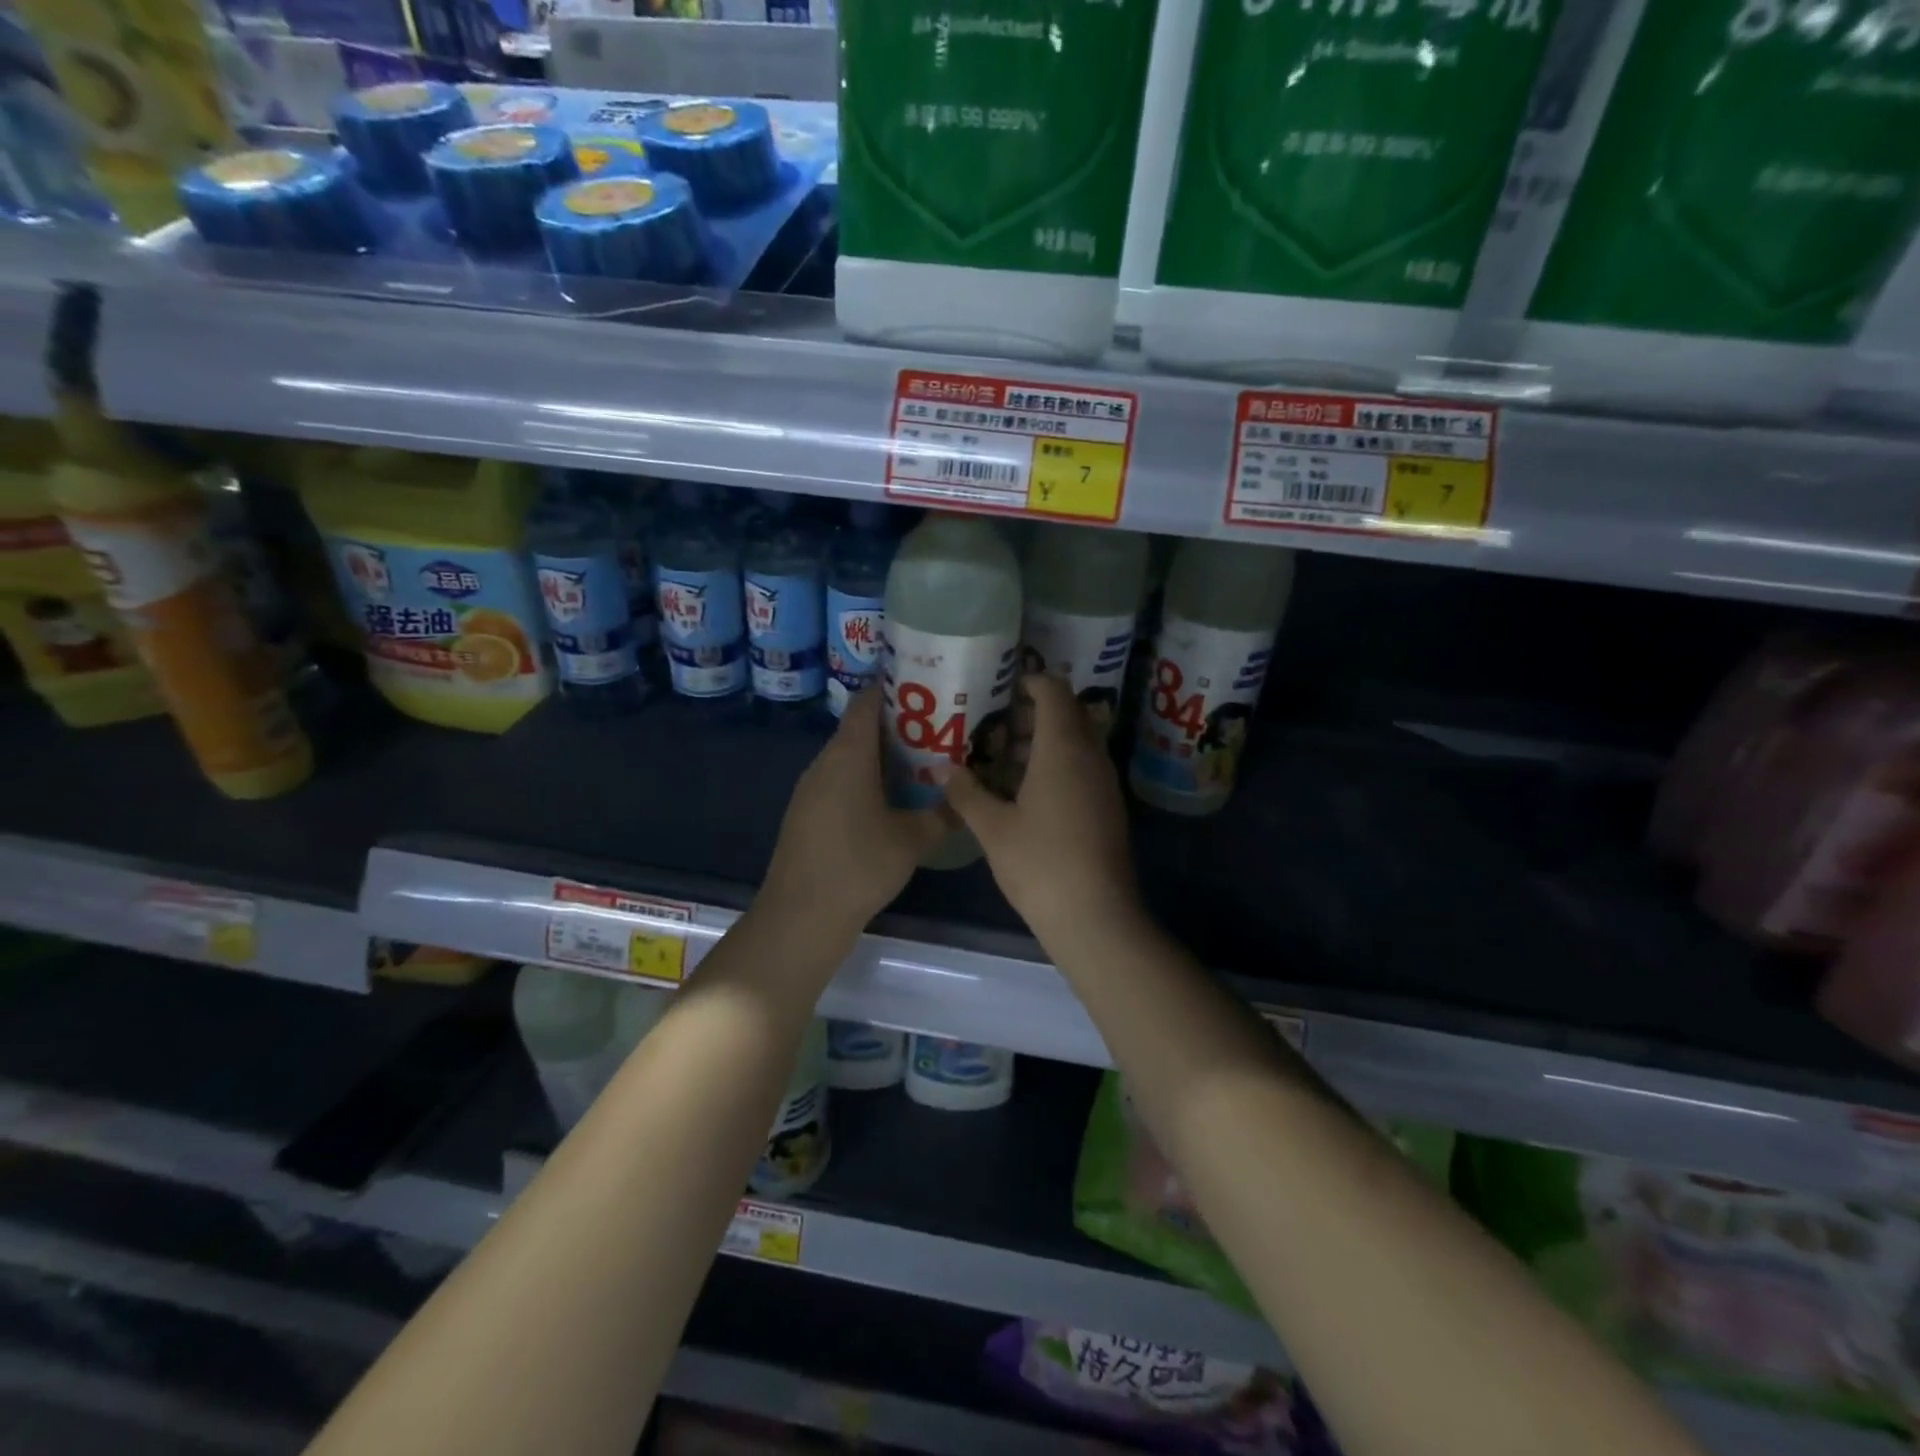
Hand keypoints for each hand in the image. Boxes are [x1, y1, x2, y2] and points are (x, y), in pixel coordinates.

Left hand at [759, 686, 947, 939]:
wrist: (800, 916)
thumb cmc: (858, 867)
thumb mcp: (912, 840)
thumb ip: (942, 815)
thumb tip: (965, 800)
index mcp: (849, 755)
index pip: (869, 702)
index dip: (897, 688)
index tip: (930, 688)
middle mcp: (825, 762)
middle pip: (861, 728)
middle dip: (900, 725)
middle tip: (940, 730)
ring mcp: (811, 788)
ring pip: (851, 757)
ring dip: (884, 756)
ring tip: (924, 763)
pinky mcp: (807, 813)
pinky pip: (840, 780)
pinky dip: (867, 780)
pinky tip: (892, 801)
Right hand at [941, 674, 1140, 941]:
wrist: (1096, 916)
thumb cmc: (1041, 863)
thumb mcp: (993, 828)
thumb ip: (966, 793)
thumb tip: (945, 770)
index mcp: (1063, 748)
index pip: (1054, 690)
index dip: (1028, 682)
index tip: (998, 691)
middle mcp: (1090, 755)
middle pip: (1066, 714)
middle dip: (1029, 715)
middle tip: (991, 729)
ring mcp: (1104, 782)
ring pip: (1074, 744)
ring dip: (1040, 744)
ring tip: (1000, 762)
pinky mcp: (1107, 807)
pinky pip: (1081, 769)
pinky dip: (1055, 767)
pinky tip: (1023, 795)